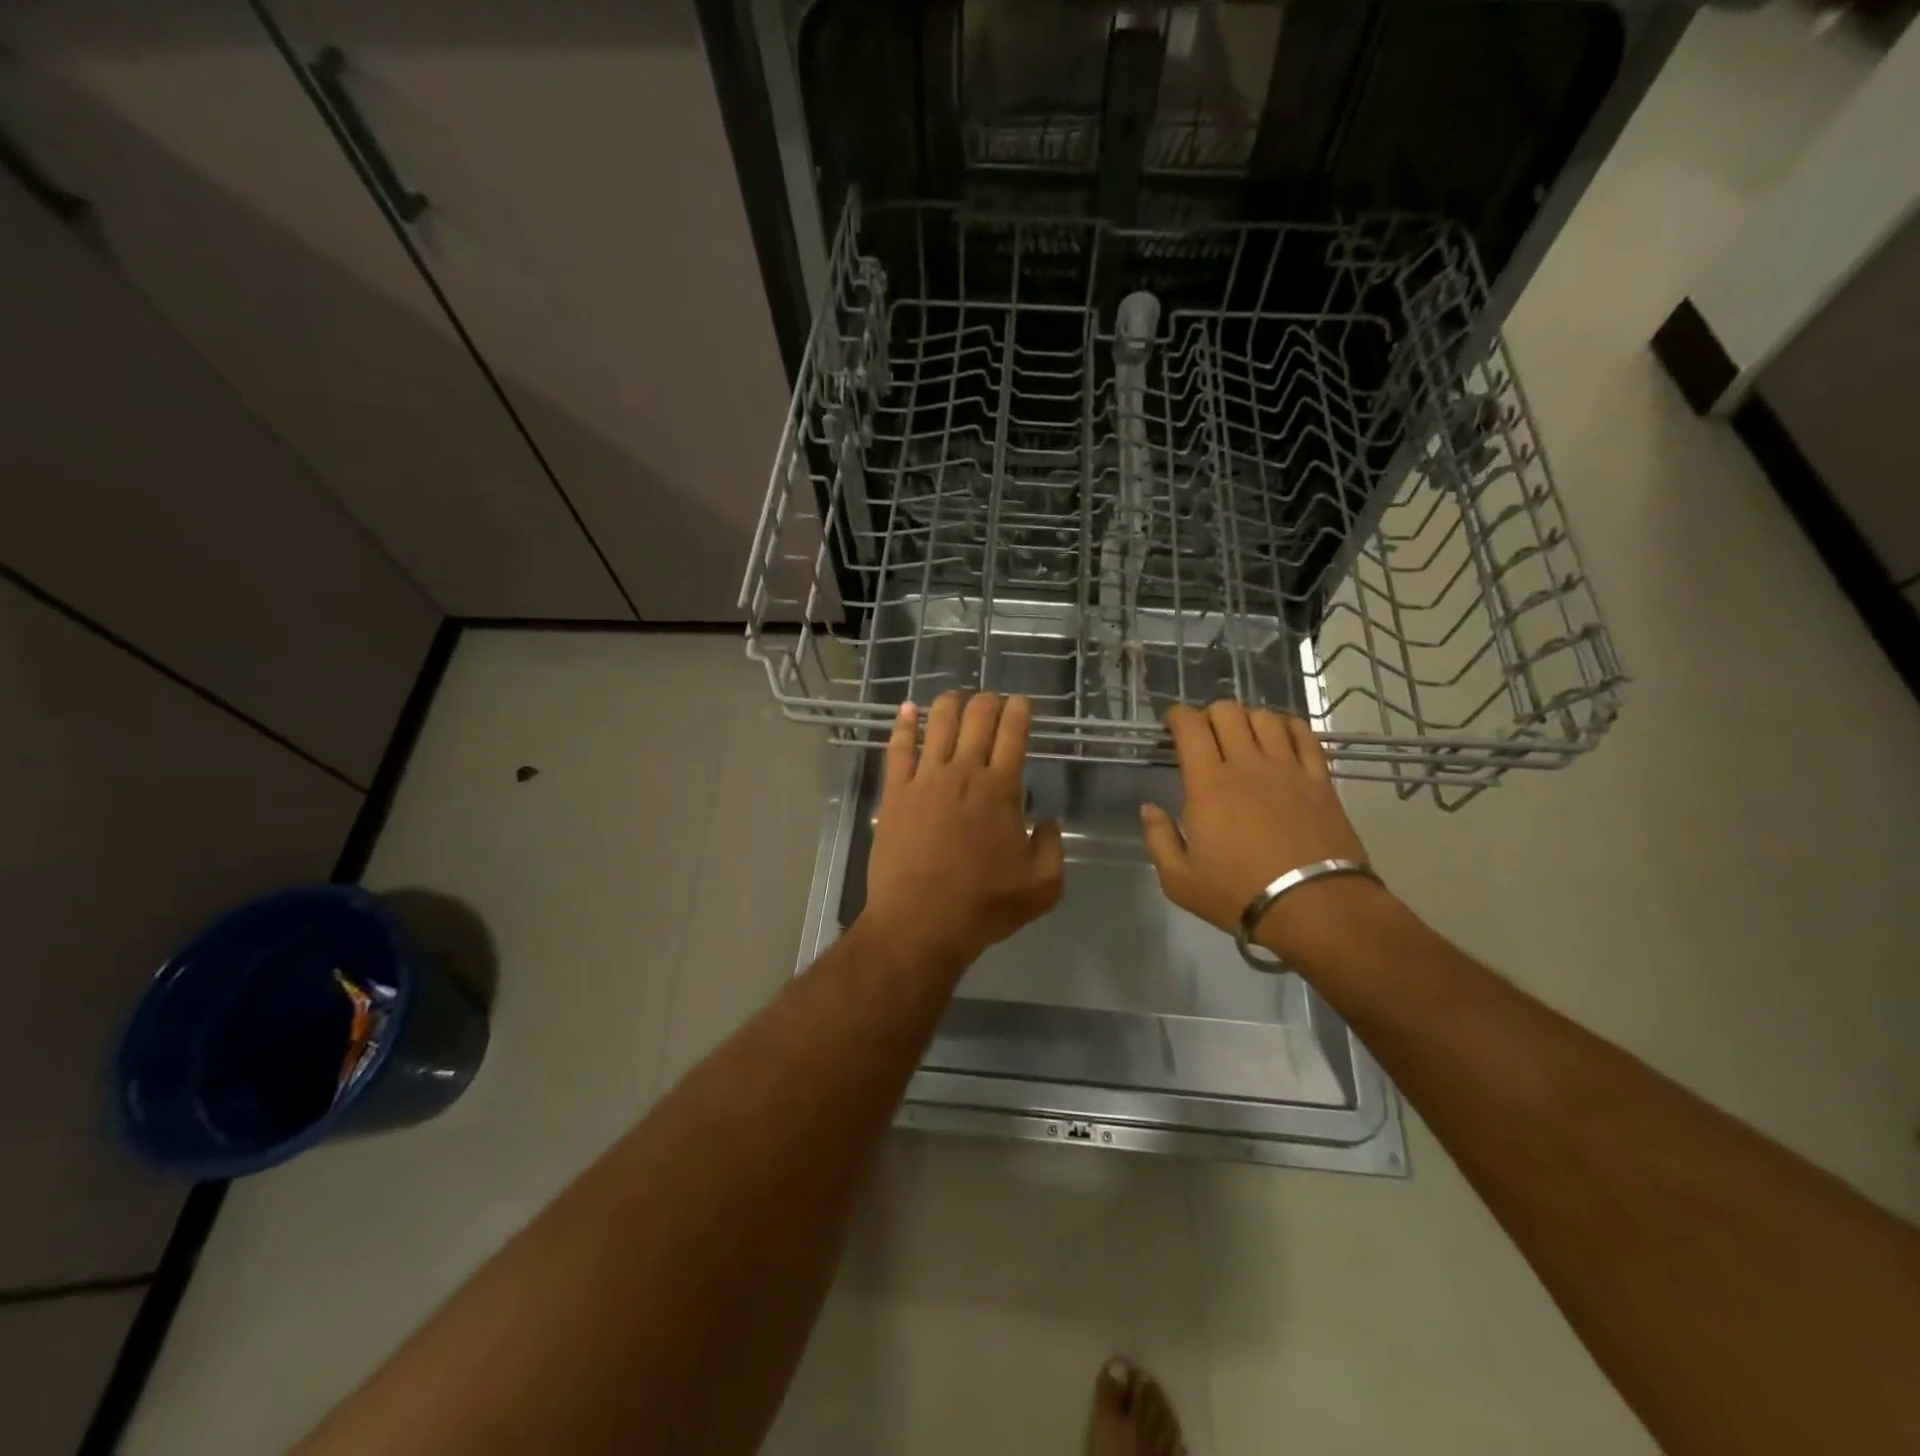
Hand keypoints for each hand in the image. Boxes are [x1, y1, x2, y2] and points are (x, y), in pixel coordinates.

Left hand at [862, 692, 1064, 974]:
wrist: (921, 922)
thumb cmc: (984, 906)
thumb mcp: (1042, 886)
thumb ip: (1052, 846)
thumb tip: (1047, 820)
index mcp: (1002, 788)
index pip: (1013, 732)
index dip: (1019, 710)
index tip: (1021, 703)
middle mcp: (964, 772)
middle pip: (977, 717)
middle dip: (988, 701)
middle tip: (992, 702)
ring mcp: (925, 778)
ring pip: (938, 722)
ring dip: (950, 703)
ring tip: (956, 699)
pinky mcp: (895, 792)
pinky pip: (898, 747)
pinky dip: (904, 724)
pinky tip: (907, 710)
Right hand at [1140, 701, 1385, 963]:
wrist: (1315, 908)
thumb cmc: (1239, 894)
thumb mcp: (1179, 880)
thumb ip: (1159, 838)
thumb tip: (1149, 807)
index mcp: (1208, 785)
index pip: (1190, 727)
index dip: (1177, 716)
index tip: (1171, 724)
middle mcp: (1247, 765)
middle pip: (1227, 712)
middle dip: (1209, 715)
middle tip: (1205, 735)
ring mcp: (1287, 769)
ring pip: (1265, 718)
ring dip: (1247, 719)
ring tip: (1243, 737)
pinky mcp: (1319, 779)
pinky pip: (1304, 735)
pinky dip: (1288, 727)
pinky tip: (1281, 739)